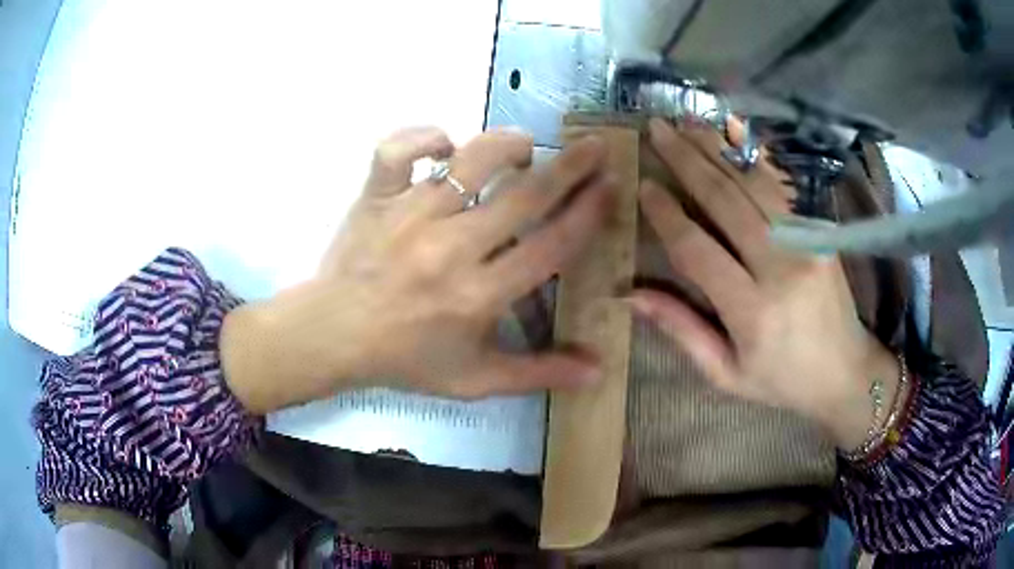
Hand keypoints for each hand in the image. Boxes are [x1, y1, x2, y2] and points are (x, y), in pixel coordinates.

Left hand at [222, 127, 615, 413]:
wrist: (333, 336)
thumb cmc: (406, 359)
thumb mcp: (476, 380)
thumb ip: (539, 374)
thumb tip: (599, 369)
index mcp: (479, 296)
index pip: (551, 245)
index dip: (588, 213)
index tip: (610, 187)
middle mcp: (450, 249)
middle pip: (524, 196)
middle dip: (570, 167)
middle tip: (594, 146)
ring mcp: (409, 216)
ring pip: (468, 161)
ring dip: (505, 145)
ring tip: (524, 147)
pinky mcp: (376, 196)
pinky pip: (399, 149)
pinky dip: (423, 136)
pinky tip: (443, 145)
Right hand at [630, 118, 899, 450]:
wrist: (847, 372)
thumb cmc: (783, 381)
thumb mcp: (726, 374)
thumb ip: (682, 330)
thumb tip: (631, 295)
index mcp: (752, 312)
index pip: (698, 249)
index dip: (667, 214)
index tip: (644, 185)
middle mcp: (781, 268)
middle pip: (726, 201)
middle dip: (686, 160)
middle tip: (656, 130)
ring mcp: (807, 243)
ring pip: (753, 183)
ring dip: (717, 149)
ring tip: (685, 123)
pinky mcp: (821, 231)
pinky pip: (782, 186)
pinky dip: (754, 157)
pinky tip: (733, 134)